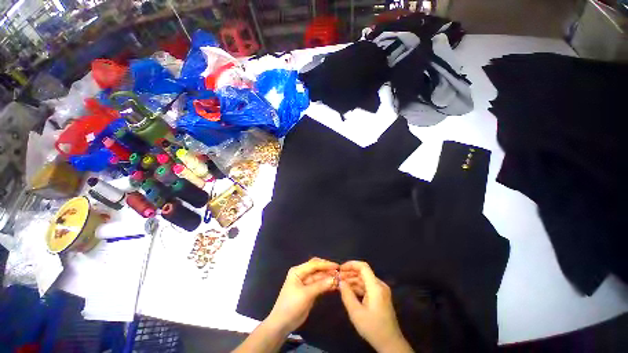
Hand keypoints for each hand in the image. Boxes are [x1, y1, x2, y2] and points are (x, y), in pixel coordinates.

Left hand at [266, 258, 338, 332]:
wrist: (282, 324)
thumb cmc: (291, 305)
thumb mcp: (306, 295)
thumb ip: (320, 285)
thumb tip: (334, 279)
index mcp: (298, 271)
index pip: (314, 264)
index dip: (325, 264)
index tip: (337, 266)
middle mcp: (302, 274)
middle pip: (317, 269)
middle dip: (327, 270)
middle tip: (340, 272)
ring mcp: (306, 283)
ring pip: (319, 277)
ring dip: (328, 278)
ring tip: (340, 279)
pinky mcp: (309, 291)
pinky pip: (319, 285)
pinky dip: (326, 285)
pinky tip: (335, 286)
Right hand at [339, 261, 412, 352]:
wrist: (391, 344)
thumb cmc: (373, 328)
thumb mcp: (356, 313)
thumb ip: (347, 295)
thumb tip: (340, 281)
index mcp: (376, 287)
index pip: (363, 267)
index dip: (351, 264)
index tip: (340, 269)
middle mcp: (380, 285)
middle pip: (363, 272)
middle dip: (349, 273)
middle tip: (337, 277)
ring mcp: (381, 290)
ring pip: (364, 279)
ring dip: (352, 280)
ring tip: (340, 283)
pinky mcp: (380, 296)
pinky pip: (367, 286)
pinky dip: (357, 286)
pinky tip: (348, 290)